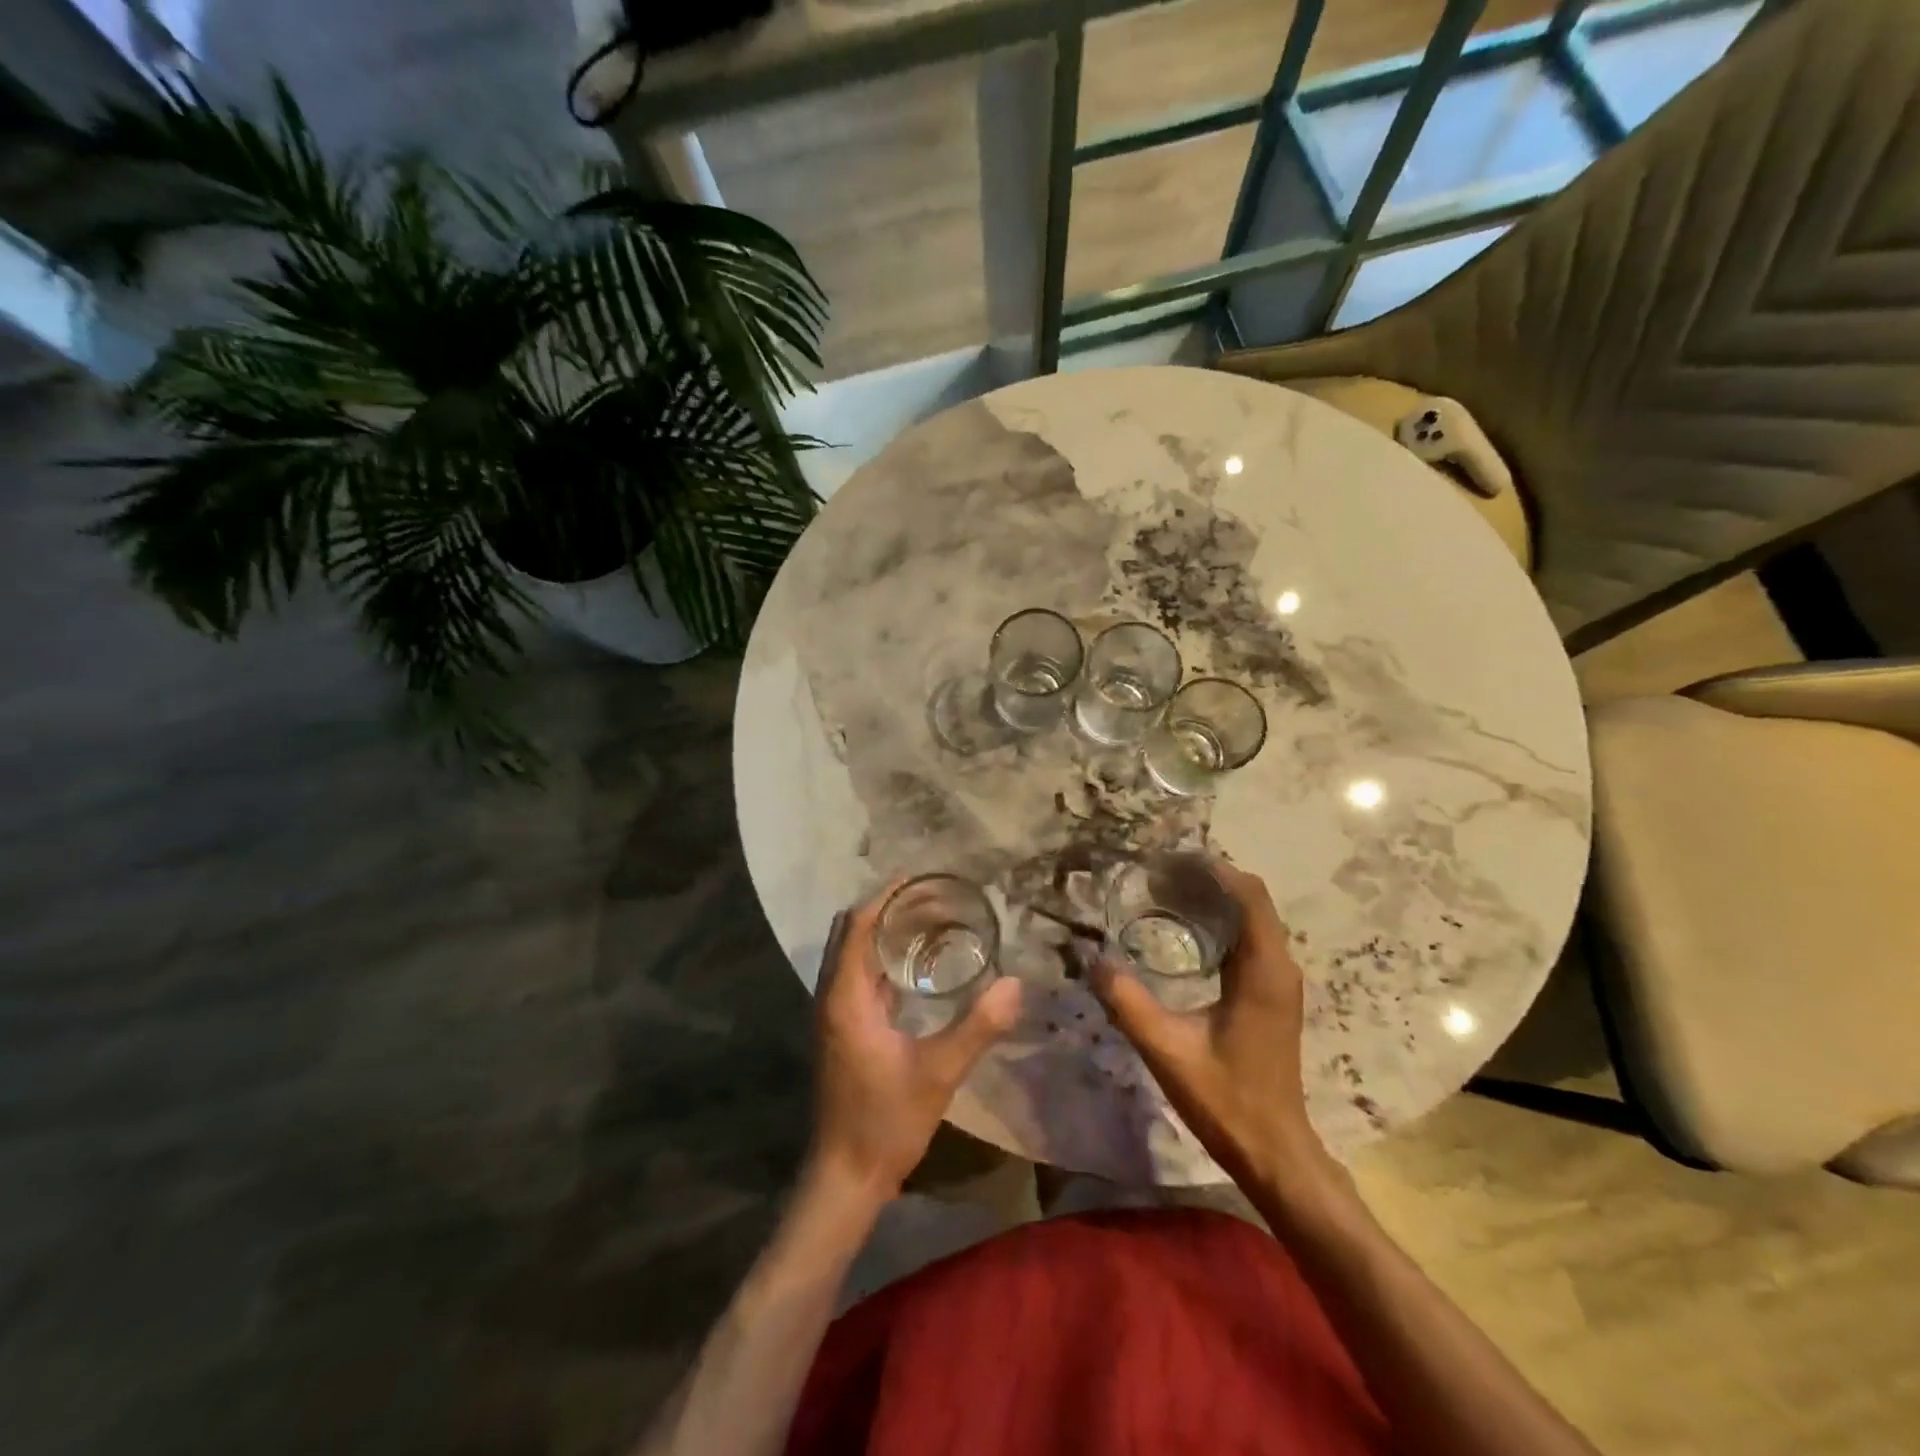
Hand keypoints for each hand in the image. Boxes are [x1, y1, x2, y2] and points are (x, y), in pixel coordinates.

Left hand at [809, 885, 1022, 1202]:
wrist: (846, 1175)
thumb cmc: (886, 1120)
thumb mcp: (938, 1072)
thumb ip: (977, 1027)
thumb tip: (1015, 983)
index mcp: (845, 996)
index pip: (858, 925)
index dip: (885, 896)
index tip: (920, 877)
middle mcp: (832, 996)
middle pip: (851, 932)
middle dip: (886, 909)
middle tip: (932, 898)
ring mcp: (835, 1015)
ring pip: (854, 954)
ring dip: (883, 933)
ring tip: (930, 922)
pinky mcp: (843, 1031)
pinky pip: (859, 977)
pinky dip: (883, 960)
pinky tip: (920, 969)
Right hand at [1090, 860, 1334, 1192]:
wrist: (1274, 1151)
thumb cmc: (1226, 1100)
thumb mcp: (1167, 1050)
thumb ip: (1128, 1002)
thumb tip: (1092, 959)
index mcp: (1264, 971)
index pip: (1249, 896)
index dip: (1214, 870)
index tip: (1170, 859)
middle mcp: (1280, 968)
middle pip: (1252, 901)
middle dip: (1210, 880)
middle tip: (1158, 874)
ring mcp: (1280, 983)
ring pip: (1253, 920)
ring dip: (1216, 900)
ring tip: (1166, 893)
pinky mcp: (1273, 996)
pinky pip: (1251, 941)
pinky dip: (1221, 924)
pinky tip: (1185, 932)